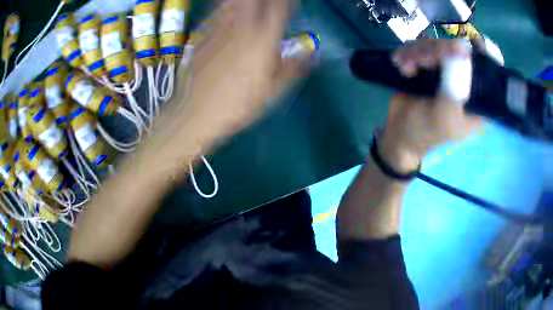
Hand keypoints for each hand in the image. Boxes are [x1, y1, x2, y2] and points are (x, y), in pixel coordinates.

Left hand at [177, 0, 294, 136]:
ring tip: (252, 5)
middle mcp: (242, 26)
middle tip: (271, 3)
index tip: (292, 2)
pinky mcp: (202, 34)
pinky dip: (227, 6)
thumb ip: (294, 68)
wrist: (194, 112)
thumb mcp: (272, 92)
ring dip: (246, 0)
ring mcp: (219, 28)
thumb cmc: (237, 105)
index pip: (280, 8)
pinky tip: (230, 11)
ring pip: (235, 1)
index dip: (287, 2)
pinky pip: (217, 11)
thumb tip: (314, 55)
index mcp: (263, 39)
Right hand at [378, 40, 483, 172]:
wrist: (399, 133)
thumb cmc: (426, 132)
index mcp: (476, 98)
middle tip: (424, 62)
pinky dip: (408, 54)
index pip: (490, 71)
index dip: (487, 54)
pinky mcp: (426, 65)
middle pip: (458, 49)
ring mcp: (444, 70)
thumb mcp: (445, 117)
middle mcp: (463, 80)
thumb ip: (456, 89)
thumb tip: (463, 53)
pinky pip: (418, 47)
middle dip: (439, 51)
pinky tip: (403, 67)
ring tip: (408, 68)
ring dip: (418, 53)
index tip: (476, 43)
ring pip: (435, 44)